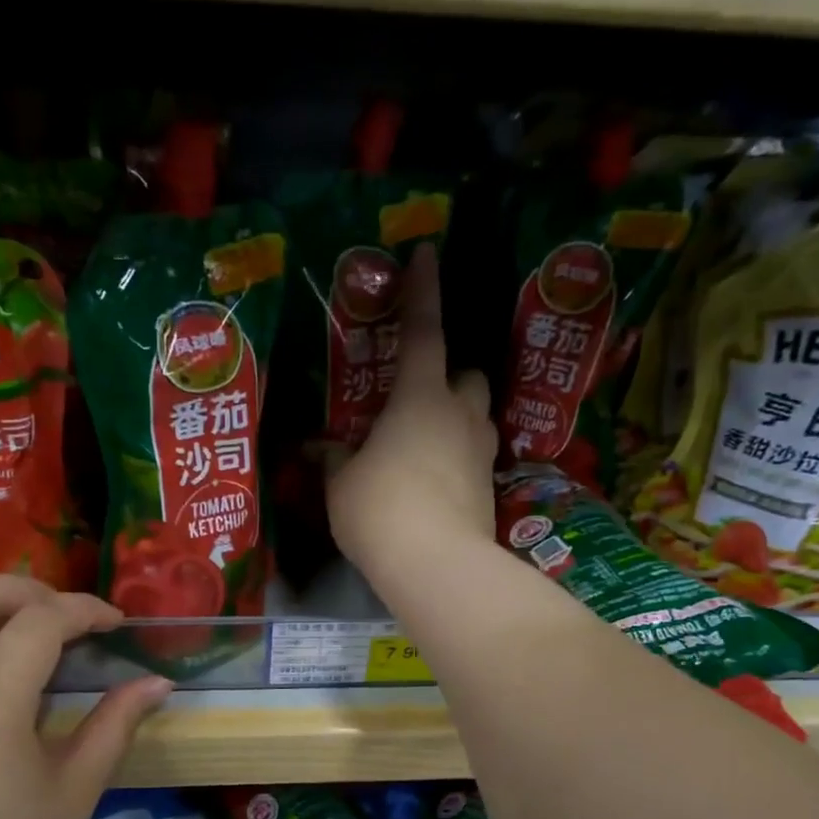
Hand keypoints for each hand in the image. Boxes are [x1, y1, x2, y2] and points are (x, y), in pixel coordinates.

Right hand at [324, 244, 496, 586]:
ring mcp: (481, 452)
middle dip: (450, 378)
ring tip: (424, 447)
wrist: (436, 565)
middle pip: (468, 376)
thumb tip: (328, 451)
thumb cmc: (379, 509)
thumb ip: (337, 460)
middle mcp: (460, 415)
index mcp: (419, 397)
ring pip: (477, 417)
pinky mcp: (490, 488)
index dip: (422, 291)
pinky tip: (434, 485)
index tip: (426, 254)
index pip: (423, 331)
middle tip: (419, 400)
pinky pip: (475, 458)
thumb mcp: (342, 484)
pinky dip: (457, 460)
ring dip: (457, 419)